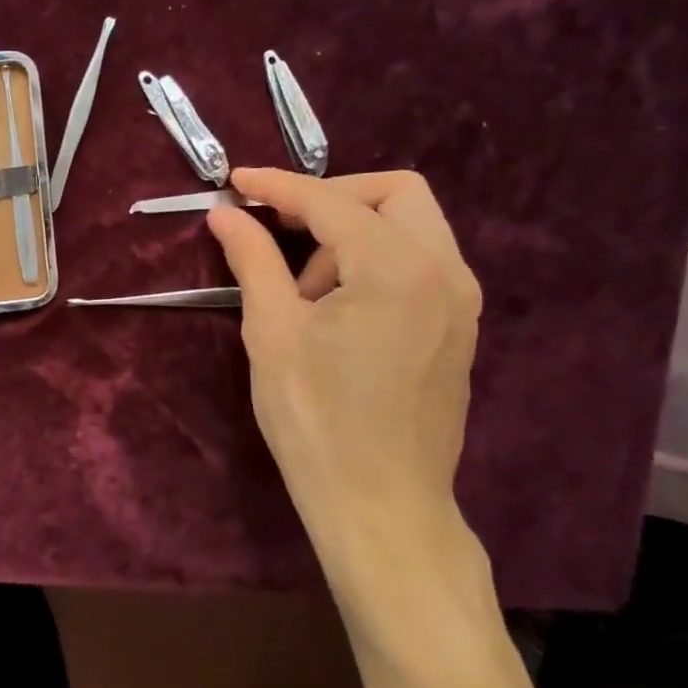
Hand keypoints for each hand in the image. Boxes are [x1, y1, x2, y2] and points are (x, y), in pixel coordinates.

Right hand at [207, 169, 483, 588]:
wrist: (381, 506)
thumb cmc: (317, 420)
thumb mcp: (272, 332)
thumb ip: (252, 260)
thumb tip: (226, 214)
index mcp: (397, 269)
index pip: (331, 202)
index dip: (277, 187)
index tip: (234, 182)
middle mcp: (445, 271)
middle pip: (394, 193)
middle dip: (331, 198)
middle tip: (280, 230)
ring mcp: (461, 300)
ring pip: (412, 226)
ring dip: (353, 233)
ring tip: (306, 292)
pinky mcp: (459, 326)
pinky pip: (420, 261)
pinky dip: (376, 260)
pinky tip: (338, 306)